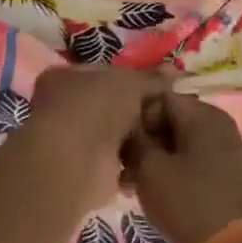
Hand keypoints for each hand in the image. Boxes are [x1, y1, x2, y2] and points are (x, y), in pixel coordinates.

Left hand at [18, 65, 167, 211]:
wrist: (79, 161)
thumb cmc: (97, 108)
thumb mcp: (131, 83)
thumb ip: (153, 80)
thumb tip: (175, 74)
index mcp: (65, 76)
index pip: (109, 73)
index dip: (139, 79)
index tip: (167, 87)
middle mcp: (67, 107)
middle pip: (116, 105)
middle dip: (144, 110)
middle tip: (173, 111)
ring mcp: (77, 140)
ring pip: (120, 133)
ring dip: (142, 136)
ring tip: (170, 135)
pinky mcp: (90, 169)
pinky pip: (122, 159)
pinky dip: (137, 160)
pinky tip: (158, 157)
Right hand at [125, 93, 241, 242]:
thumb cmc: (185, 202)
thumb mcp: (150, 168)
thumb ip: (135, 139)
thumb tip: (128, 126)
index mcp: (205, 115)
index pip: (160, 98)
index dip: (135, 117)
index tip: (118, 141)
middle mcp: (219, 126)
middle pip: (171, 120)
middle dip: (143, 140)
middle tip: (120, 164)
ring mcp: (224, 151)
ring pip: (178, 144)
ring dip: (153, 158)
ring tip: (129, 182)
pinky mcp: (223, 175)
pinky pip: (190, 162)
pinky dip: (170, 171)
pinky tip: (148, 190)